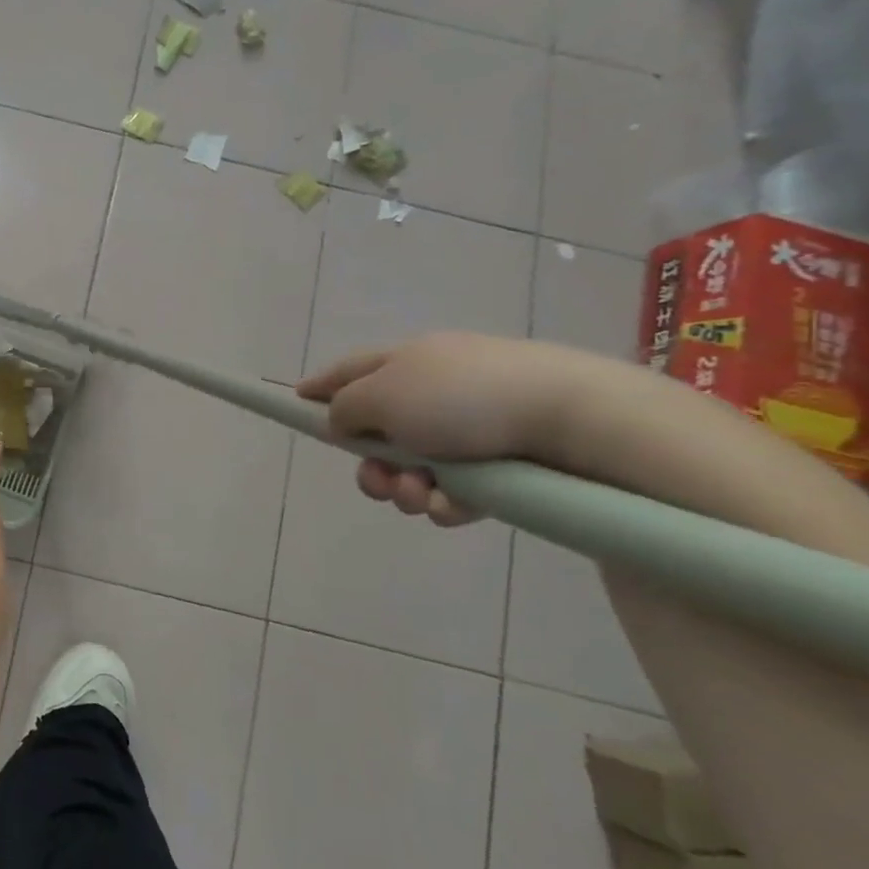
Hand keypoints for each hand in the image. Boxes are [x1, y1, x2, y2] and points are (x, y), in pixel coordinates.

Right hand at [295, 332, 585, 526]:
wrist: (572, 419)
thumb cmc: (461, 398)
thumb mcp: (381, 395)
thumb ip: (345, 408)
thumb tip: (343, 420)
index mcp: (404, 362)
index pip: (347, 371)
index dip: (319, 388)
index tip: (296, 403)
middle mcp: (433, 390)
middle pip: (378, 432)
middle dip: (371, 466)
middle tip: (378, 482)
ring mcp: (470, 426)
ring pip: (414, 467)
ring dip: (406, 488)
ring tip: (423, 496)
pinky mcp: (503, 462)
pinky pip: (456, 488)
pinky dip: (448, 501)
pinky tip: (458, 506)